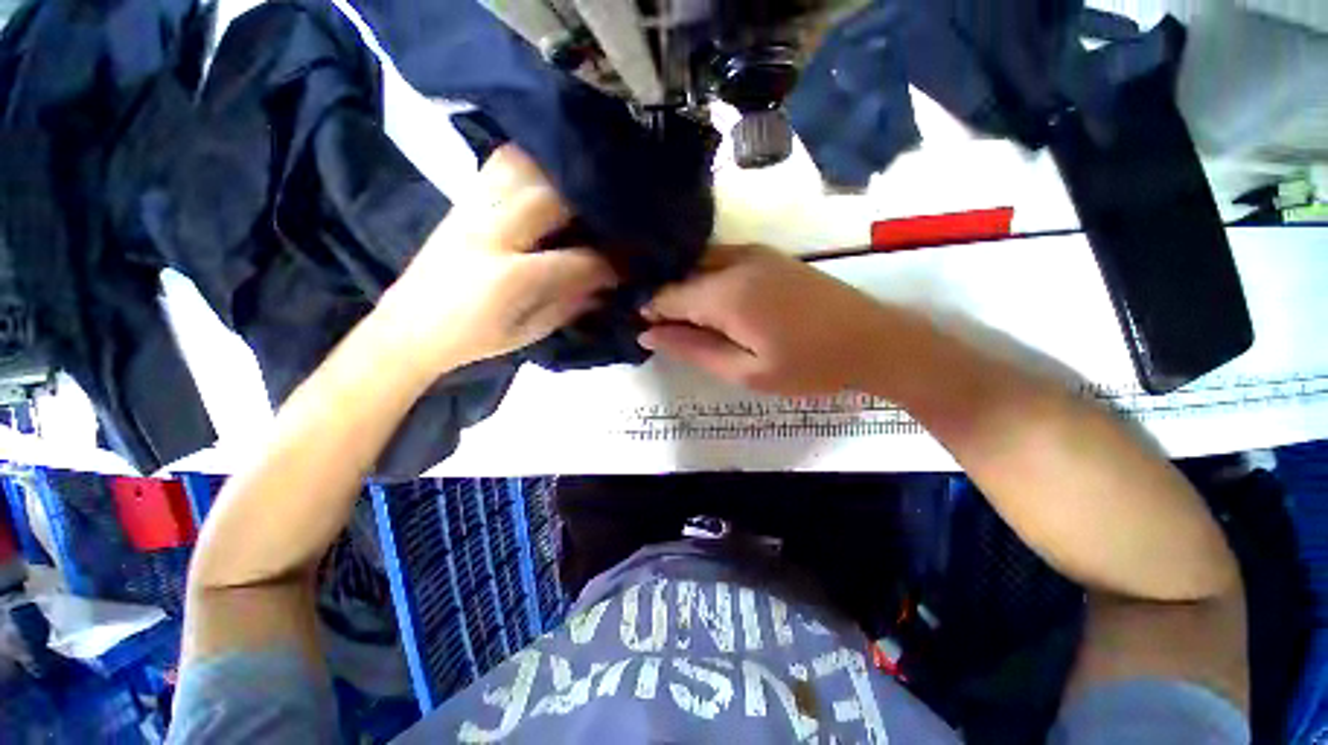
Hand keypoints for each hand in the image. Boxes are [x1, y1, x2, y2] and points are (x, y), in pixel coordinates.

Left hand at [376, 146, 615, 376]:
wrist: (408, 327)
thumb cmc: (474, 339)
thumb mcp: (530, 332)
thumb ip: (572, 303)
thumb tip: (608, 285)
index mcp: (510, 279)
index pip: (578, 261)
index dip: (612, 264)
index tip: (631, 266)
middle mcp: (490, 233)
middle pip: (553, 197)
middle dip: (593, 206)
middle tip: (615, 219)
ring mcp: (472, 209)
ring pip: (525, 167)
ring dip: (562, 174)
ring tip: (585, 191)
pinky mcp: (462, 200)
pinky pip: (502, 164)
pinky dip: (533, 163)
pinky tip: (550, 176)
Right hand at [640, 245, 891, 395]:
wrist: (875, 341)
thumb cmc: (809, 366)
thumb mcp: (746, 372)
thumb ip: (694, 350)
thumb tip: (648, 335)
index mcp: (727, 293)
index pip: (666, 294)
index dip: (649, 312)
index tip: (644, 331)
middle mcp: (735, 261)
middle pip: (681, 273)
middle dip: (665, 298)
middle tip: (666, 331)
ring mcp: (755, 253)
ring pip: (700, 264)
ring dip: (686, 288)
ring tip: (689, 321)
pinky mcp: (769, 255)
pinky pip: (722, 260)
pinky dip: (707, 279)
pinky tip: (714, 304)